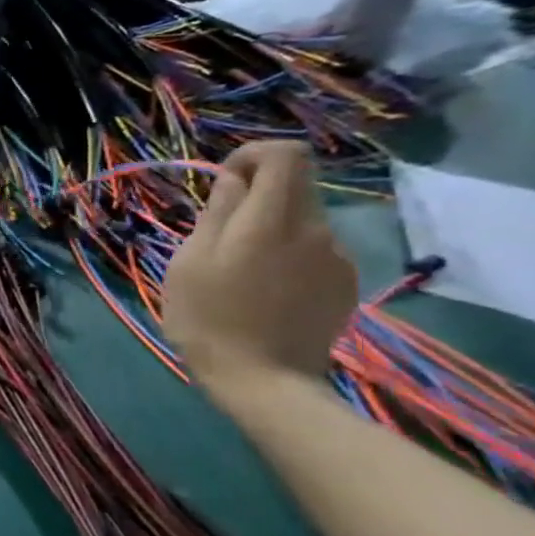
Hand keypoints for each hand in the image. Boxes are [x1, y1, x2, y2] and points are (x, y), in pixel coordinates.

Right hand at [162, 141, 357, 389]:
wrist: (263, 380)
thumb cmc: (208, 318)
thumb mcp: (190, 262)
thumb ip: (216, 215)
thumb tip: (232, 181)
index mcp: (271, 221)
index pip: (287, 155)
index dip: (253, 156)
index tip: (224, 182)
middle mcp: (314, 229)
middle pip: (295, 185)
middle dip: (256, 195)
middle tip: (219, 232)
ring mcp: (335, 257)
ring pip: (302, 219)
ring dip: (269, 227)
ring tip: (237, 268)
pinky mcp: (344, 282)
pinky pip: (313, 249)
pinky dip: (286, 253)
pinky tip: (263, 288)